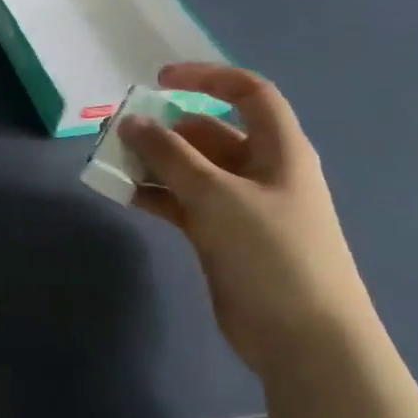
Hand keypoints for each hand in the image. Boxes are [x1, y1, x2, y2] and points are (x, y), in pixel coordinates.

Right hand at [120, 64, 377, 374]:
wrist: (305, 339)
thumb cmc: (272, 254)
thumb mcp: (218, 195)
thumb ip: (170, 155)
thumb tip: (130, 121)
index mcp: (278, 150)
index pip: (248, 94)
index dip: (207, 78)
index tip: (158, 82)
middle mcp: (259, 171)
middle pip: (208, 132)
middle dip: (165, 128)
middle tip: (119, 132)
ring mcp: (239, 206)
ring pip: (189, 169)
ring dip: (153, 162)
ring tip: (112, 163)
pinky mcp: (219, 236)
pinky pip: (180, 202)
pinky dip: (154, 194)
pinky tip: (123, 194)